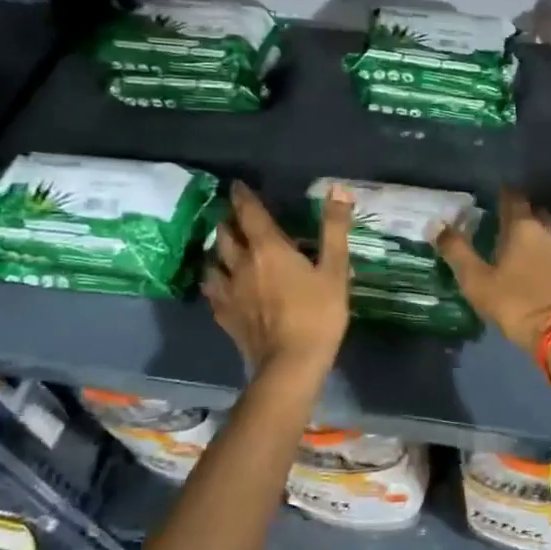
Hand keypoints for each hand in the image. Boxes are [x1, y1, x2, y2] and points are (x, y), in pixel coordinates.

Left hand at [203, 181, 350, 377]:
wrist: (291, 364)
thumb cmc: (318, 314)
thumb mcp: (335, 270)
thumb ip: (334, 228)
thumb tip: (338, 188)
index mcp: (268, 248)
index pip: (249, 213)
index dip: (242, 196)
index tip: (237, 185)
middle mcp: (241, 264)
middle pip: (225, 234)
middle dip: (229, 221)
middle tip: (236, 216)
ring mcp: (228, 291)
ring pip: (213, 261)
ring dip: (218, 250)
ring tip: (225, 247)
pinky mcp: (224, 315)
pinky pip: (212, 290)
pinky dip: (214, 280)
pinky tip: (220, 283)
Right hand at [432, 188, 550, 350]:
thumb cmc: (515, 302)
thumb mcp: (476, 280)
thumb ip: (457, 251)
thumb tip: (437, 225)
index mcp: (523, 227)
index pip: (513, 198)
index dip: (503, 194)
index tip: (493, 194)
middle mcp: (548, 232)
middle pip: (534, 213)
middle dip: (520, 213)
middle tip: (502, 220)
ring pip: (547, 232)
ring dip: (534, 234)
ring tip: (516, 244)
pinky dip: (544, 252)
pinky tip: (534, 265)